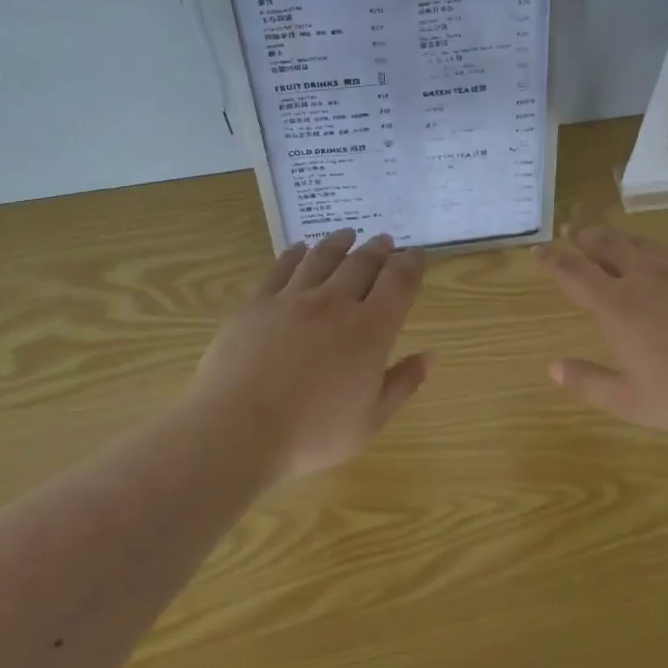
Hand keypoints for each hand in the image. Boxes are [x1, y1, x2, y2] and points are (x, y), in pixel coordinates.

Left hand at [190, 229, 429, 481]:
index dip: (411, 264)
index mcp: (371, 330)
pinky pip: (281, 268)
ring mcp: (293, 299)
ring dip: (340, 243)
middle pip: (362, 263)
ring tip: (348, 234)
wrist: (237, 430)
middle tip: (385, 240)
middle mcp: (335, 303)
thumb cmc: (312, 434)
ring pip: (322, 257)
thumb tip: (430, 357)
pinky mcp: (257, 303)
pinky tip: (300, 249)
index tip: (416, 254)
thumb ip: (402, 384)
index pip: (399, 283)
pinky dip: (295, 254)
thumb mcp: (369, 421)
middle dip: (379, 249)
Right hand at [534, 225, 667, 436]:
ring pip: (638, 241)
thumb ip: (589, 383)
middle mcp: (644, 276)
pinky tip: (659, 257)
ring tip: (605, 235)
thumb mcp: (634, 403)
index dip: (552, 260)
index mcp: (618, 307)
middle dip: (582, 235)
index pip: (574, 273)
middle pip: (604, 244)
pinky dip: (654, 249)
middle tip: (570, 229)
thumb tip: (553, 367)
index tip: (538, 251)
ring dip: (616, 236)